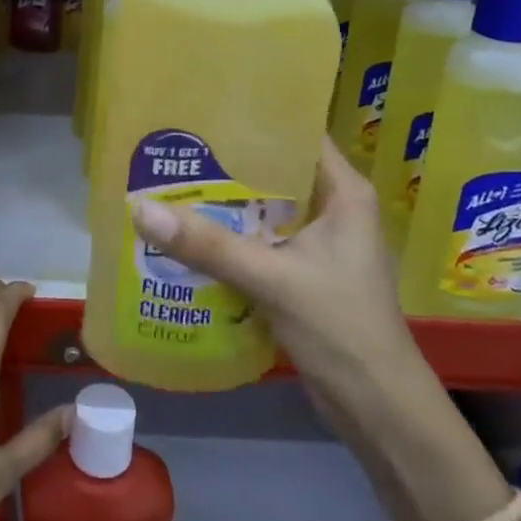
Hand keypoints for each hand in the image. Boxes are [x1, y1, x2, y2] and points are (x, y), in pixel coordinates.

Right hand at [129, 138, 417, 431]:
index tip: (206, 107)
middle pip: (275, 170)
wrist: (379, 413)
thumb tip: (141, 208)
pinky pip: (260, 240)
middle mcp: (333, 208)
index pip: (298, 133)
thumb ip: (209, 245)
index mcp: (344, 192)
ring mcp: (319, 242)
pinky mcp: (303, 272)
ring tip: (173, 180)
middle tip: (177, 144)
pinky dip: (230, 236)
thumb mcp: (272, 280)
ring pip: (264, 208)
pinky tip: (189, 232)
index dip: (257, 117)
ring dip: (226, 202)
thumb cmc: (341, 329)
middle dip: (228, 161)